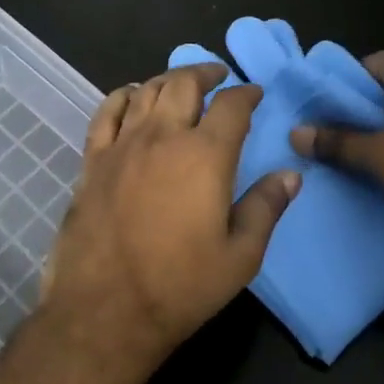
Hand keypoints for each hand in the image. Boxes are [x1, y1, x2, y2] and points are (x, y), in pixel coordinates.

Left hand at [41, 63, 299, 365]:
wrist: (106, 310)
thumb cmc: (181, 286)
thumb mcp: (241, 256)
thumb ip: (267, 207)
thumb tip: (291, 174)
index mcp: (205, 156)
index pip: (232, 106)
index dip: (247, 93)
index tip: (255, 93)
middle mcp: (163, 137)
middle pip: (184, 84)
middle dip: (206, 73)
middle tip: (218, 77)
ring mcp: (122, 146)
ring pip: (145, 91)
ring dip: (168, 80)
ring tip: (180, 85)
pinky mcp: (93, 161)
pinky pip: (106, 113)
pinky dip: (123, 96)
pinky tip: (131, 97)